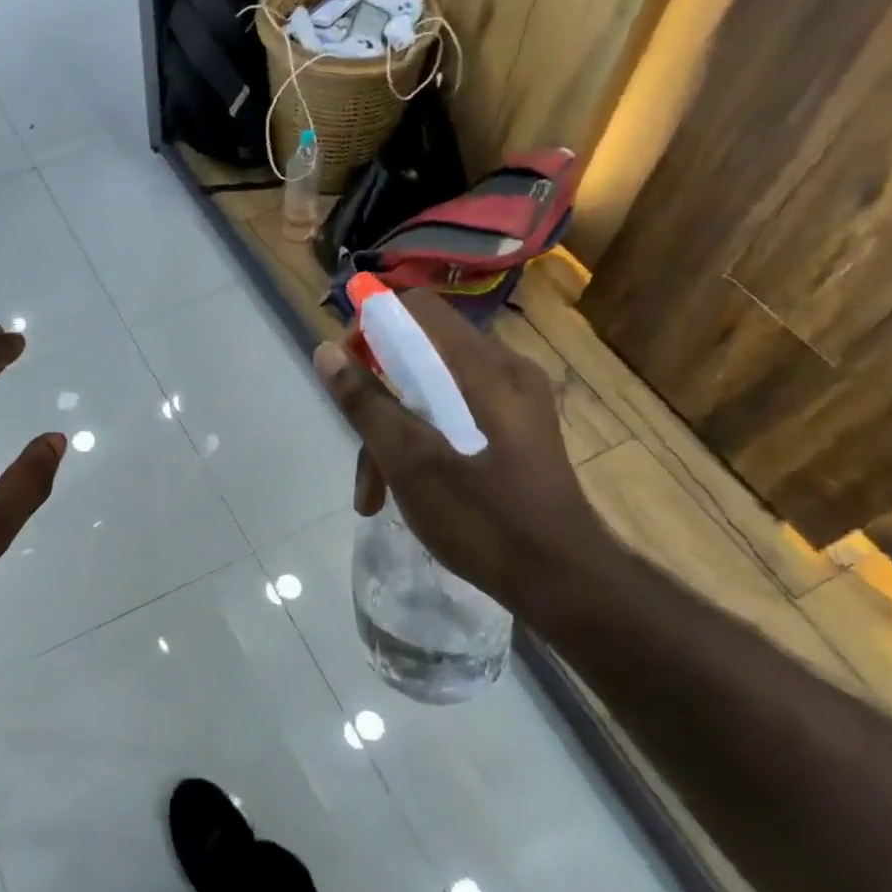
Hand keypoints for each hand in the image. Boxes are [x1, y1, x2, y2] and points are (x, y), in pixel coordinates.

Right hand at [315, 290, 619, 625]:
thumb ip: (367, 403)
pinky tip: (411, 489)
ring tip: (375, 495)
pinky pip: (458, 414)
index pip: (415, 309)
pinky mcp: (519, 430)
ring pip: (435, 391)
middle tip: (361, 457)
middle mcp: (505, 370)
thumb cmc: (485, 519)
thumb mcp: (411, 463)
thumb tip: (326, 351)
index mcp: (484, 367)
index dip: (371, 329)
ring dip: (397, 432)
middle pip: (421, 354)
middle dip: (379, 400)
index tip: (348, 378)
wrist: (564, 582)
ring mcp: (517, 401)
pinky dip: (426, 441)